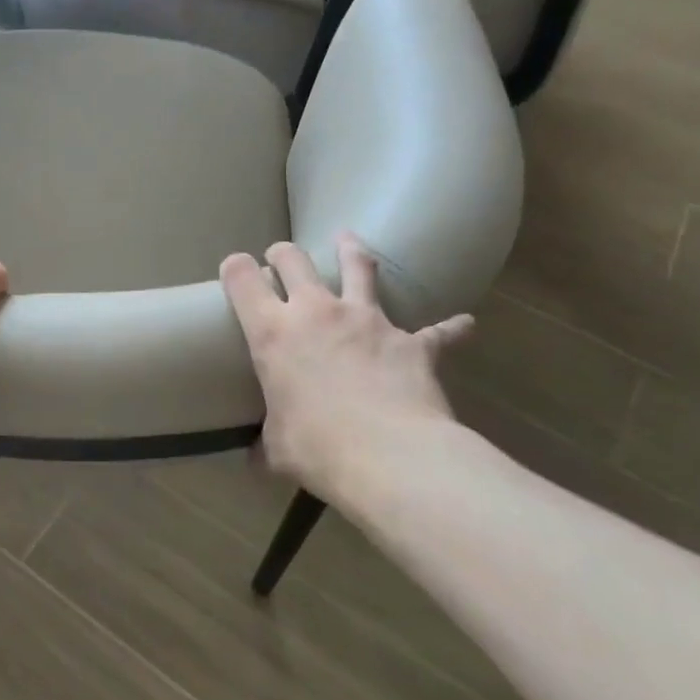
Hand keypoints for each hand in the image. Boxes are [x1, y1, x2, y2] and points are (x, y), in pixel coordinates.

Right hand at [221, 233, 472, 506]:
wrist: (392, 458)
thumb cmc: (318, 449)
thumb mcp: (276, 449)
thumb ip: (264, 444)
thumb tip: (255, 459)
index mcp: (273, 333)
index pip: (242, 279)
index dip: (235, 268)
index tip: (235, 269)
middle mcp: (316, 312)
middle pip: (294, 260)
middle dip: (283, 254)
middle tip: (281, 258)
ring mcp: (367, 320)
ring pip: (358, 268)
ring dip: (351, 252)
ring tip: (347, 241)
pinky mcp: (412, 341)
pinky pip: (437, 330)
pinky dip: (449, 327)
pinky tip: (463, 324)